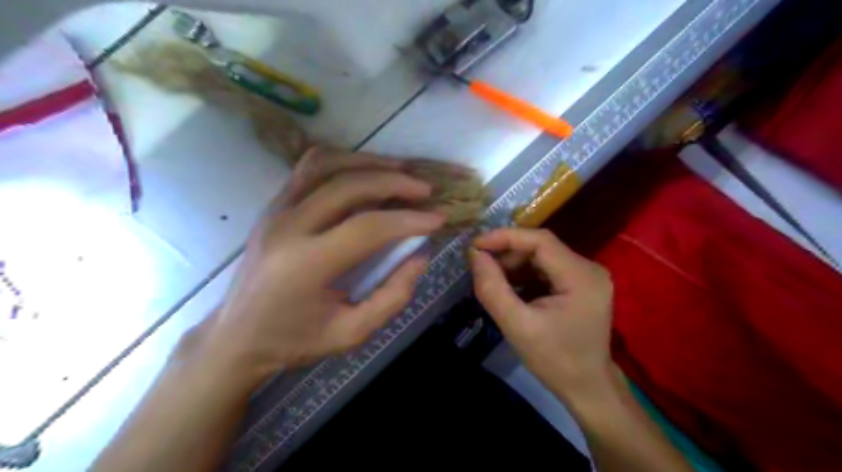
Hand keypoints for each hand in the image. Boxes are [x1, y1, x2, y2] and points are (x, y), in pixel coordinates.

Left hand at [203, 150, 442, 385]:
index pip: (366, 228)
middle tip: (425, 190)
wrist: (236, 336)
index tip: (437, 218)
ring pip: (325, 164)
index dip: (408, 220)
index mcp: (306, 265)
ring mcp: (275, 211)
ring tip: (400, 171)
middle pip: (348, 186)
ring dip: (368, 162)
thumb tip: (419, 255)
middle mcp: (287, 228)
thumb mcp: (351, 333)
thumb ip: (392, 296)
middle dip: (394, 182)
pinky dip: (343, 162)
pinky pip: (309, 168)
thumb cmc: (294, 340)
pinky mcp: (273, 206)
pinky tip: (365, 172)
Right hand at [467, 228, 611, 401]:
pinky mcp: (580, 283)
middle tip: (480, 267)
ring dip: (514, 264)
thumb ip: (492, 288)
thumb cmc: (555, 361)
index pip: (541, 240)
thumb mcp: (516, 326)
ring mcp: (587, 275)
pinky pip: (547, 268)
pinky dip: (524, 274)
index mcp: (581, 277)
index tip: (475, 245)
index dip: (505, 237)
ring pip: (542, 256)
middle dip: (507, 254)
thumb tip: (474, 254)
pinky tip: (509, 287)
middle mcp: (589, 268)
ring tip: (492, 279)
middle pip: (541, 247)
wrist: (587, 387)